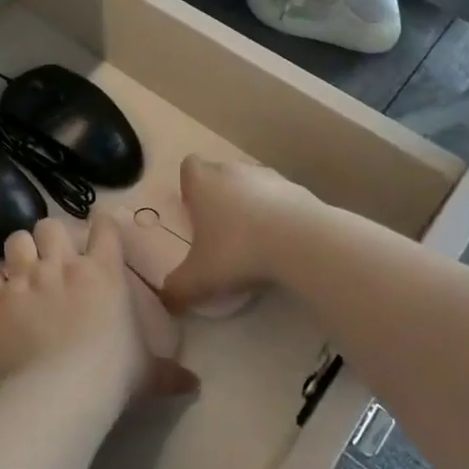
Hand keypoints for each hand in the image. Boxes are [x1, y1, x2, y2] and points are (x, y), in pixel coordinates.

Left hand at [0, 217, 197, 408]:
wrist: (62, 389)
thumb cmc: (113, 375)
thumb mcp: (147, 373)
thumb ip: (169, 373)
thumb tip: (195, 385)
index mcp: (104, 271)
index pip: (103, 228)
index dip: (100, 226)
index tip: (98, 234)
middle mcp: (63, 264)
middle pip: (50, 225)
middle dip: (50, 238)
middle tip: (52, 259)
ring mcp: (26, 277)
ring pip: (16, 240)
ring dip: (20, 253)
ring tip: (22, 271)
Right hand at [157, 155, 313, 314]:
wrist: (301, 242)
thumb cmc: (238, 250)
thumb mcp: (200, 278)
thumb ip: (177, 289)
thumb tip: (167, 302)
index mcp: (204, 183)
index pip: (190, 166)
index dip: (190, 186)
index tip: (195, 211)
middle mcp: (234, 171)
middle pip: (221, 173)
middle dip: (220, 197)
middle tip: (222, 231)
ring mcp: (269, 177)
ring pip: (252, 184)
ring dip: (251, 204)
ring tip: (255, 239)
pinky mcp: (299, 190)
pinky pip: (281, 198)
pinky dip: (279, 215)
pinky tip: (283, 243)